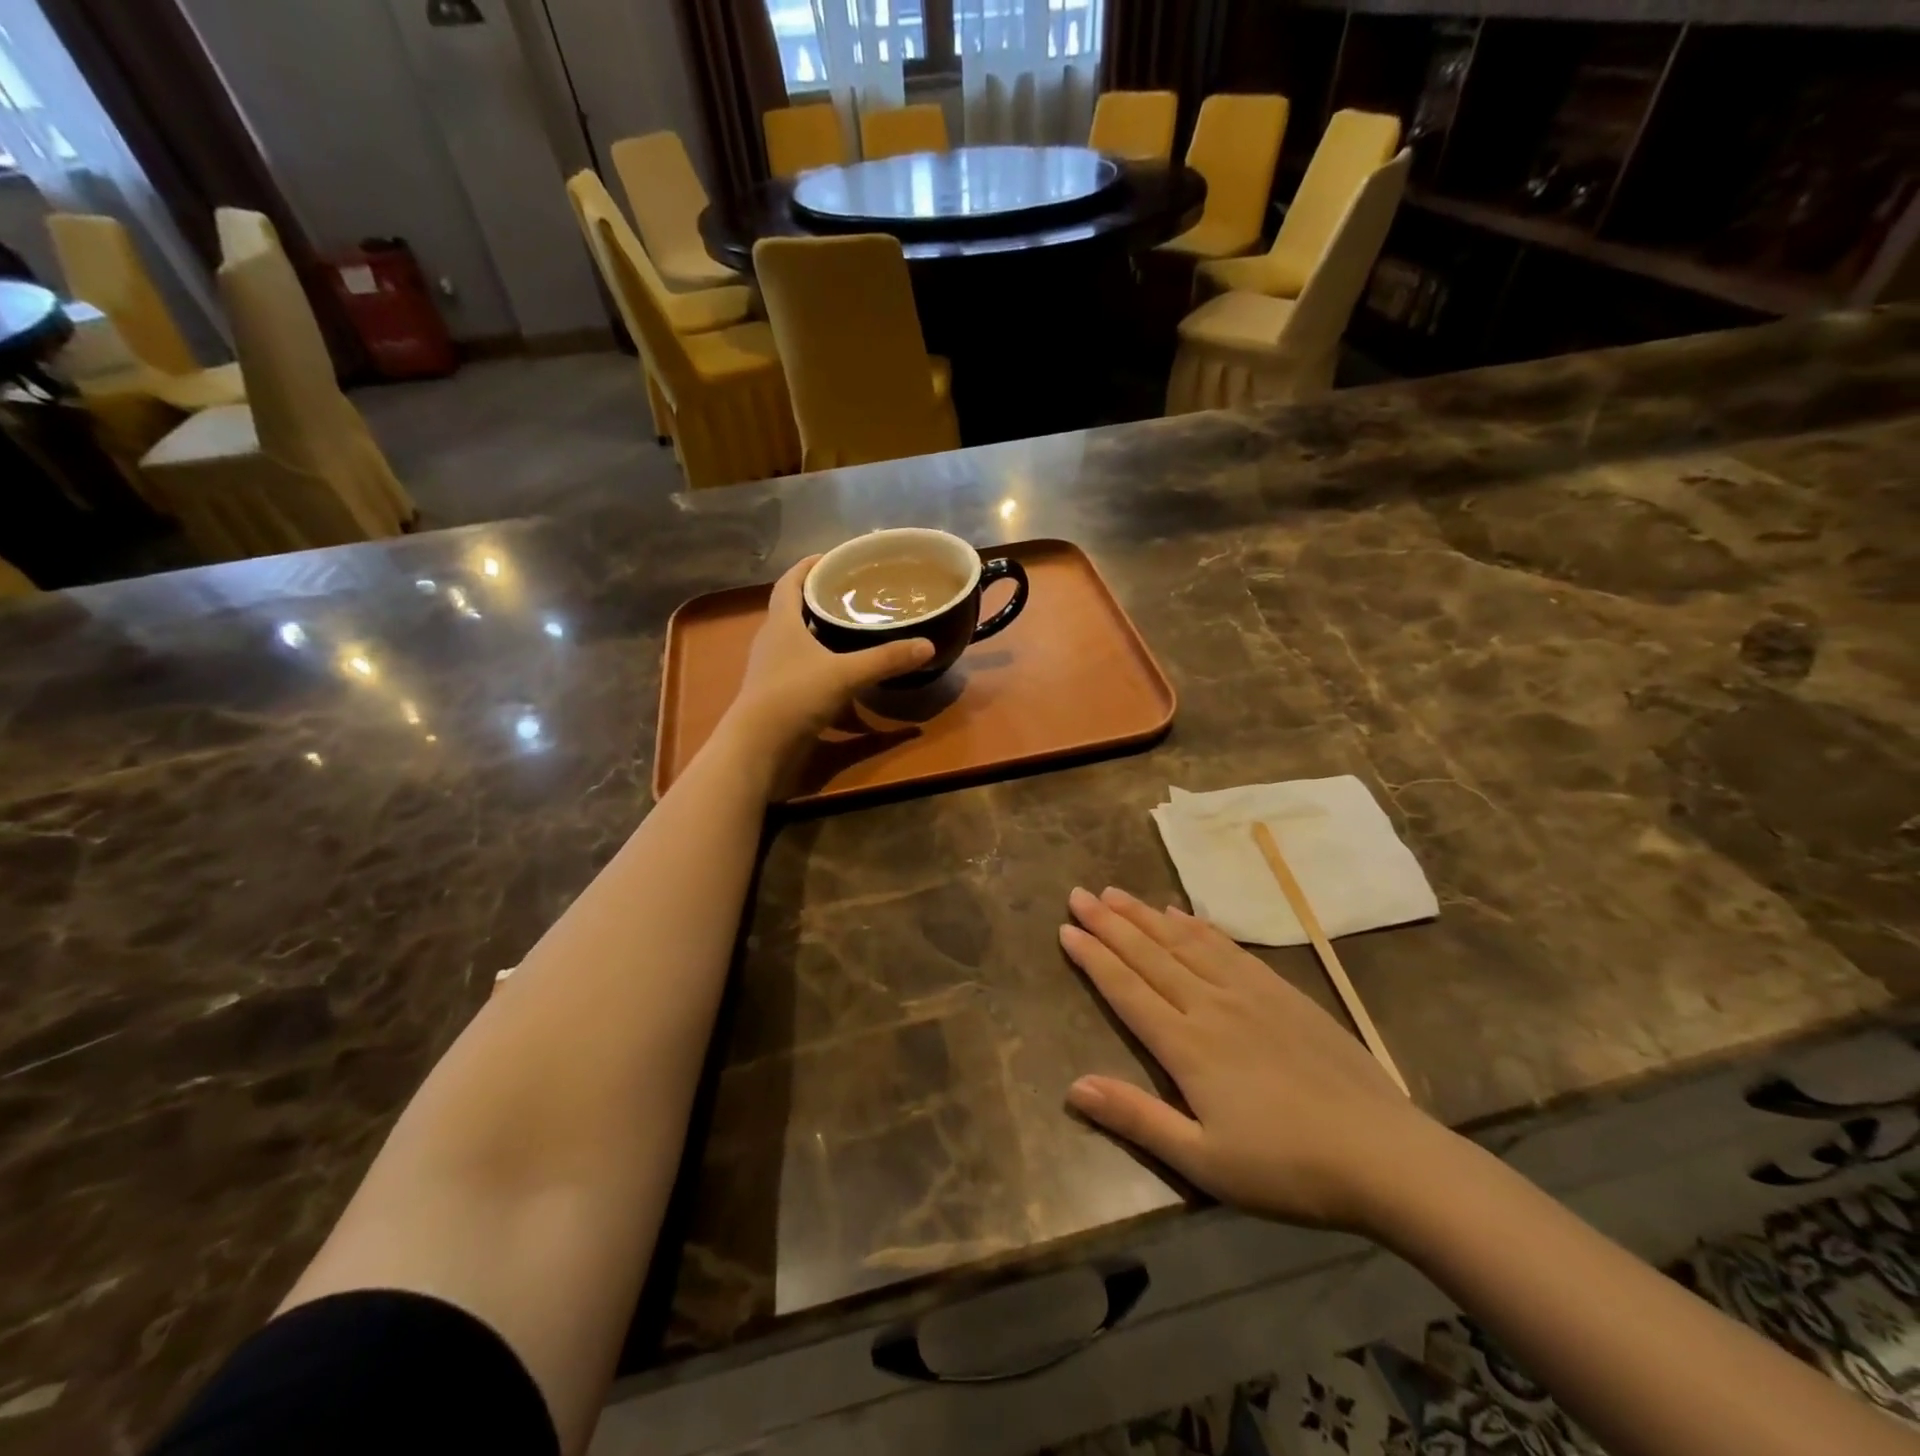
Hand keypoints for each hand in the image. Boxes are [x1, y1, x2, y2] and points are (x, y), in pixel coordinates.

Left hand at [723, 556, 932, 762]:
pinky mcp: (777, 695)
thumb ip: (886, 659)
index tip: (832, 557)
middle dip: (819, 598)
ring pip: (797, 641)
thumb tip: (927, 645)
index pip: (790, 582)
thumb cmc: (795, 696)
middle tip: (852, 592)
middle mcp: (772, 641)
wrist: (758, 746)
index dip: (808, 566)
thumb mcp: (846, 674)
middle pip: (793, 609)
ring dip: (820, 632)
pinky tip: (844, 674)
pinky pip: (802, 669)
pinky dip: (822, 665)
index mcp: (781, 622)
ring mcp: (772, 669)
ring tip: (852, 628)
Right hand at [1061, 887, 1454, 1232]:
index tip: (1066, 929)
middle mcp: (1210, 1005)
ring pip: (1184, 943)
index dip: (1094, 957)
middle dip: (1110, 923)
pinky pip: (1228, 948)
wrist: (1384, 1155)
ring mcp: (1249, 993)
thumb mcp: (1204, 1162)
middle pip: (1149, 955)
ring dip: (1146, 916)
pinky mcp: (1282, 991)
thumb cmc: (1287, 1168)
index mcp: (1187, 1046)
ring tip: (1117, 893)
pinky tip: (1182, 914)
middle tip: (1079, 894)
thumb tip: (1073, 1088)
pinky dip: (1198, 926)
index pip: (1127, 990)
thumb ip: (1137, 1119)